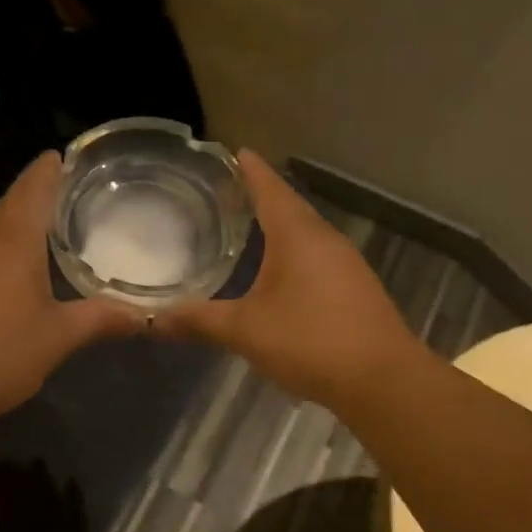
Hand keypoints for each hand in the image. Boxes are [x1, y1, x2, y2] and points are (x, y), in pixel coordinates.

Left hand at [0, 152, 139, 424]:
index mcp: (13, 241)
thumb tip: (143, 316)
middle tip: (56, 210)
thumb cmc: (1, 354)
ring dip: (2, 229)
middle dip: (29, 202)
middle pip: (5, 205)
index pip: (33, 187)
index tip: (60, 158)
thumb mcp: (58, 338)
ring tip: (26, 246)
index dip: (48, 169)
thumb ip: (100, 319)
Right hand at [155, 151, 415, 405]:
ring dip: (278, 228)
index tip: (235, 151)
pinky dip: (293, 255)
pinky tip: (278, 274)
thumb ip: (199, 321)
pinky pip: (317, 259)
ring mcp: (345, 265)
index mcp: (297, 236)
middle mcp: (325, 240)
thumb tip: (151, 319)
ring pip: (305, 235)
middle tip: (229, 193)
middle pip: (289, 208)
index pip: (270, 189)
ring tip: (248, 229)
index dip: (250, 170)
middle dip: (261, 197)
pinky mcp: (355, 290)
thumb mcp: (245, 331)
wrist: (381, 379)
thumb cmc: (309, 341)